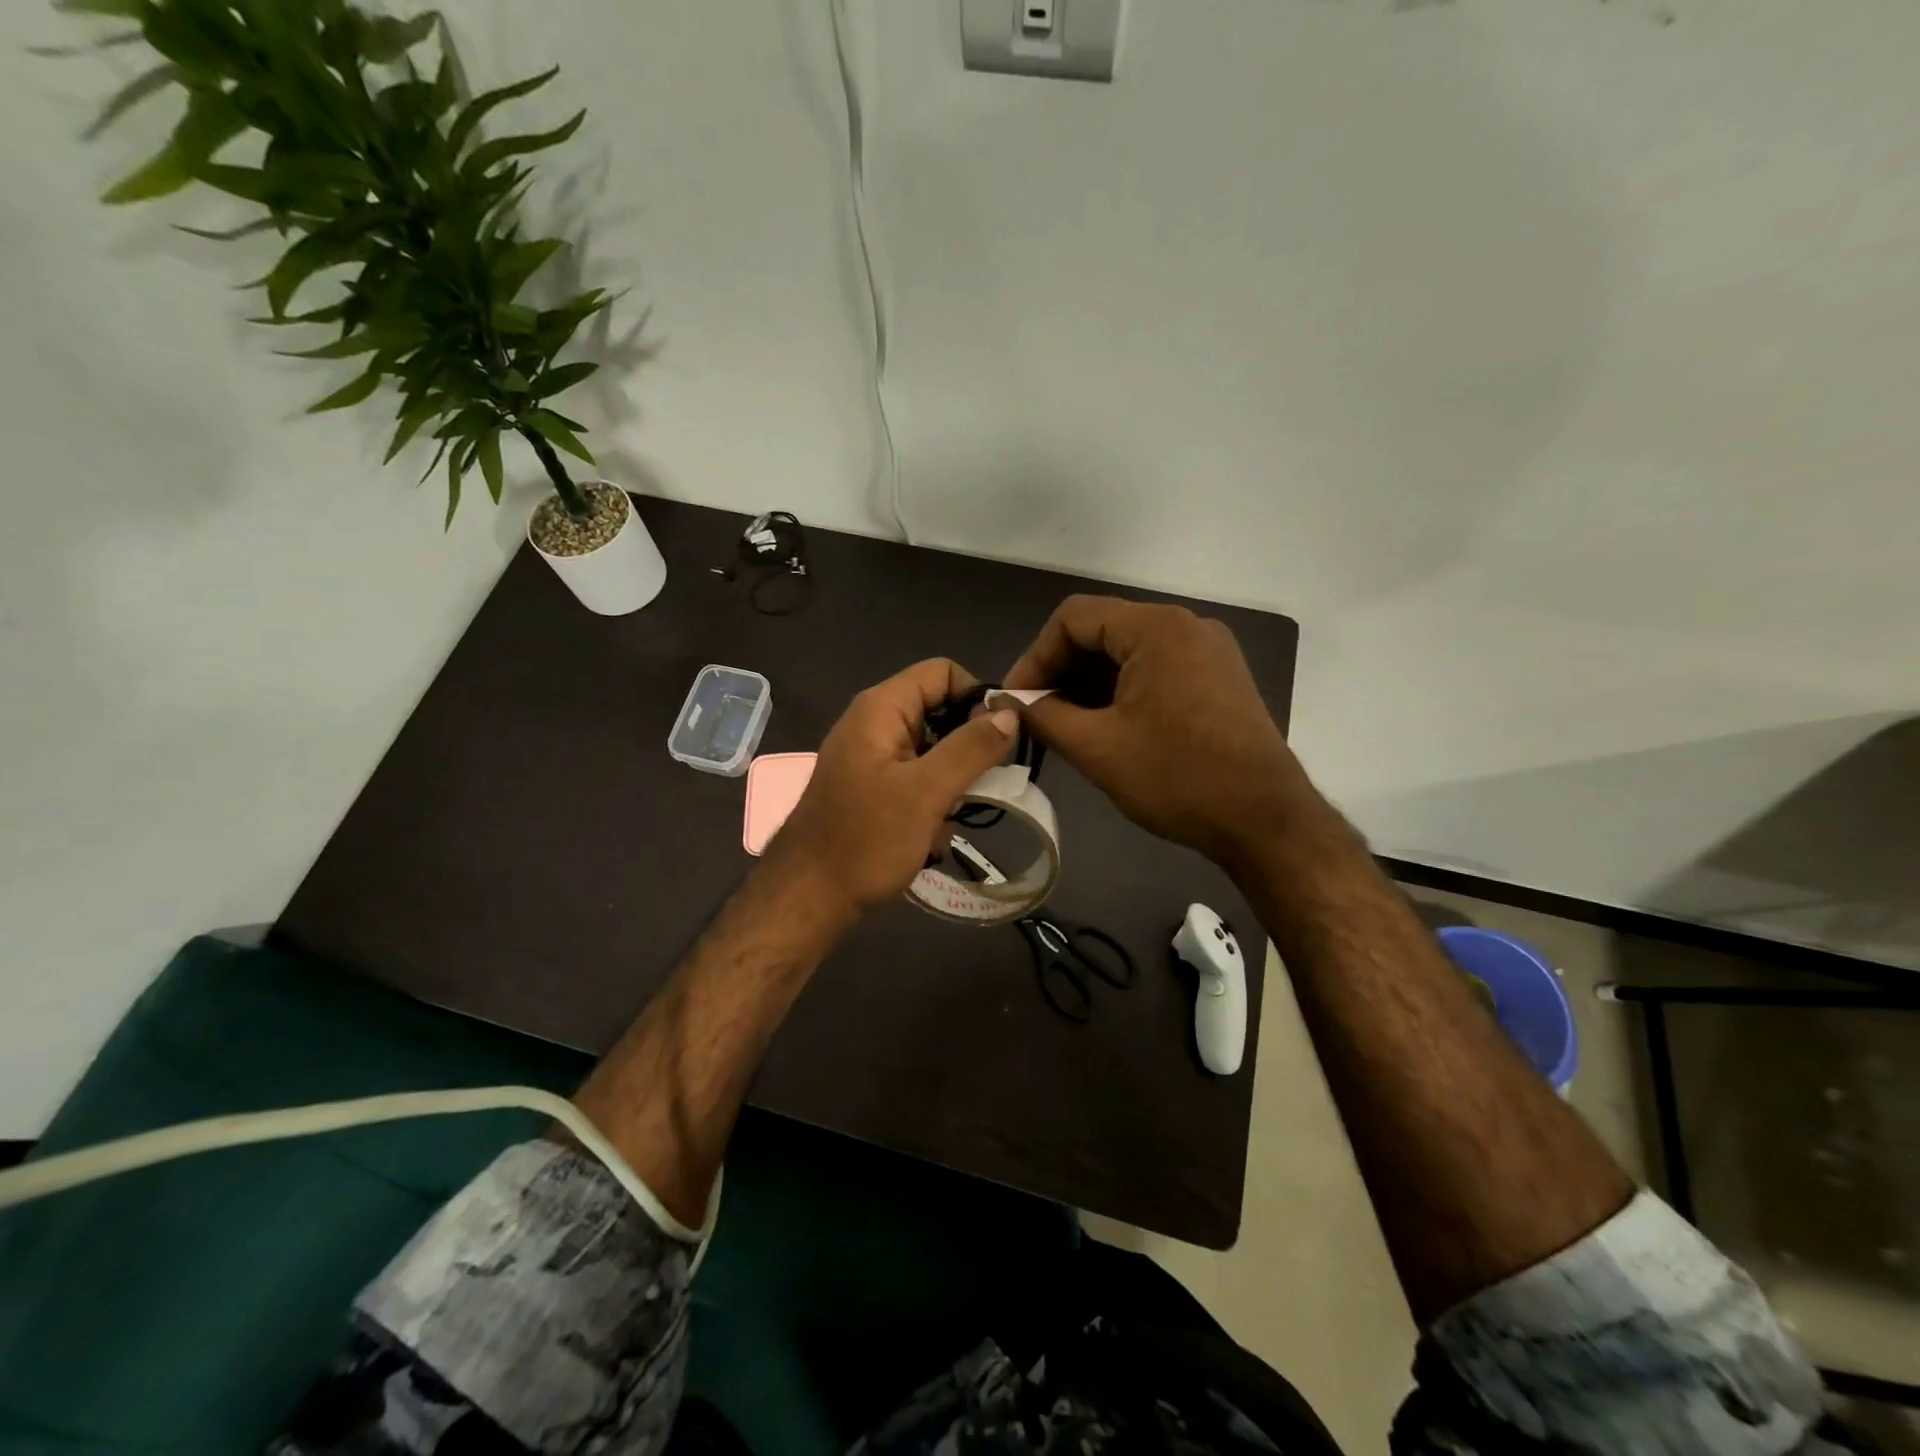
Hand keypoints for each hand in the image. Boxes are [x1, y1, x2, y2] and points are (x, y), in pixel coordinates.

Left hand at [767, 659, 1018, 920]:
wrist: (809, 896)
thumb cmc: (867, 840)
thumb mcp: (927, 792)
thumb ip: (971, 748)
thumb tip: (1011, 713)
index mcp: (881, 708)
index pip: (943, 672)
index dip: (977, 696)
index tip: (1000, 738)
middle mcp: (874, 722)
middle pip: (939, 709)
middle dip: (966, 745)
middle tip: (982, 783)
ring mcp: (870, 755)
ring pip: (932, 747)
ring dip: (951, 778)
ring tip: (952, 814)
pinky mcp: (871, 785)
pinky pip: (916, 775)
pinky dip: (933, 797)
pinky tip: (933, 831)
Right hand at [1004, 595, 1300, 867]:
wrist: (1266, 821)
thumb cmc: (1177, 778)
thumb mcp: (1097, 748)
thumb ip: (1042, 716)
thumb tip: (1003, 702)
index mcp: (1156, 628)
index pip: (1073, 618)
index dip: (1035, 657)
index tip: (1016, 701)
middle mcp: (1186, 626)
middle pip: (1102, 630)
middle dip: (1062, 671)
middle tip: (1036, 716)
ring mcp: (1209, 651)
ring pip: (1129, 652)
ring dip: (1090, 684)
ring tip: (1067, 727)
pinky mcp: (1220, 678)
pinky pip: (1157, 669)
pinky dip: (1123, 691)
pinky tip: (1108, 727)